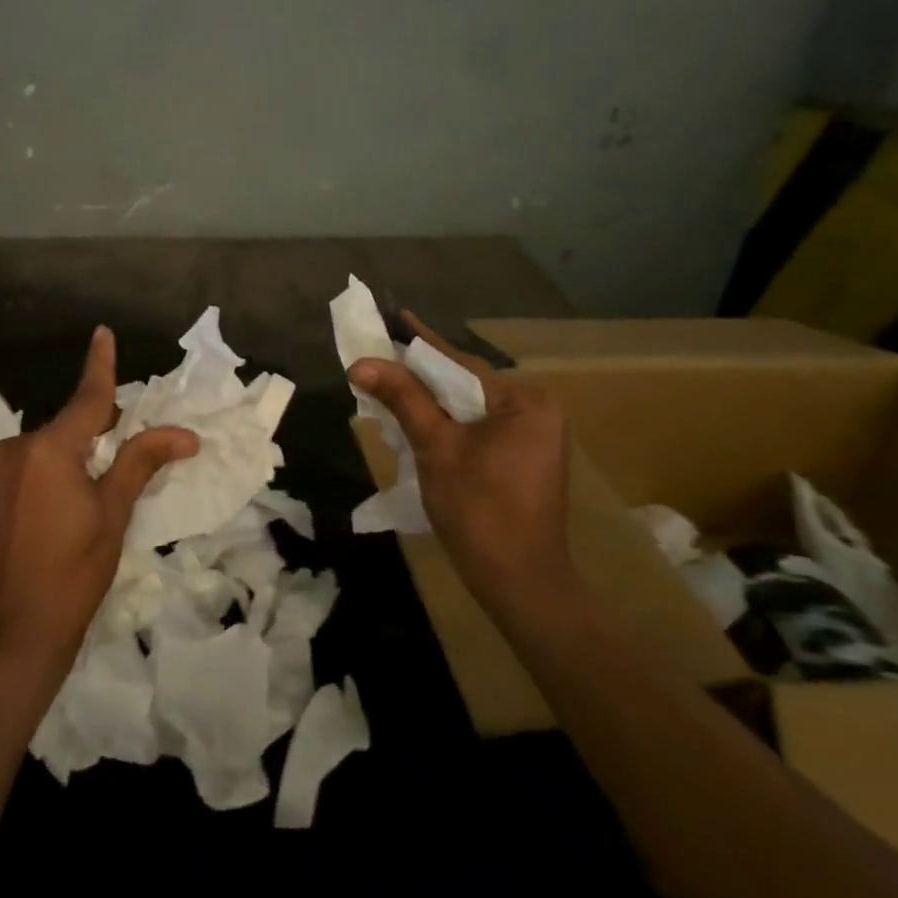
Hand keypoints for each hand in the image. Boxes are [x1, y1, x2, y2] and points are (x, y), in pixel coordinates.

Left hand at [0, 326, 198, 675]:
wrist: (14, 629)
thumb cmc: (73, 572)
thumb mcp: (114, 513)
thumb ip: (142, 461)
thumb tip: (186, 434)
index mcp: (48, 450)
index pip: (87, 398)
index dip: (100, 364)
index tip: (103, 332)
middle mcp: (16, 447)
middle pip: (70, 421)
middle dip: (101, 423)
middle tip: (134, 436)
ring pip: (52, 442)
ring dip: (79, 447)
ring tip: (105, 477)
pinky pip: (33, 459)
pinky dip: (58, 462)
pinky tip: (74, 490)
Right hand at [348, 312, 572, 609]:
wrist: (519, 582)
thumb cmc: (480, 509)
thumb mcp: (436, 446)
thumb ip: (403, 398)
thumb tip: (361, 362)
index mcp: (524, 402)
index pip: (459, 363)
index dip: (420, 342)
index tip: (394, 315)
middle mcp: (536, 412)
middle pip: (464, 383)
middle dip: (421, 375)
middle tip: (380, 357)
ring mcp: (534, 437)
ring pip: (469, 407)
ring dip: (431, 400)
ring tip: (389, 384)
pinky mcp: (524, 459)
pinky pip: (478, 427)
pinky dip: (447, 422)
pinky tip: (418, 420)